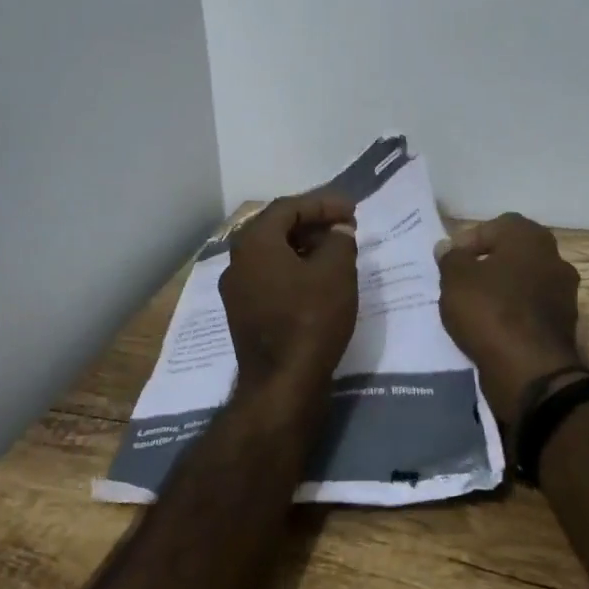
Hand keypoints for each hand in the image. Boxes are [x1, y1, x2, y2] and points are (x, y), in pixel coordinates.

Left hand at [219, 192, 359, 404]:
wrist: (282, 385)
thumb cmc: (310, 319)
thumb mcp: (336, 272)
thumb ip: (339, 241)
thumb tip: (338, 231)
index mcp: (254, 242)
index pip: (288, 208)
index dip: (322, 204)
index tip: (351, 210)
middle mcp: (237, 261)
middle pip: (276, 228)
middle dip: (312, 223)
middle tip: (344, 227)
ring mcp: (236, 290)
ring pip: (272, 254)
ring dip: (304, 247)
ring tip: (336, 252)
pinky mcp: (243, 314)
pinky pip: (270, 278)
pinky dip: (294, 270)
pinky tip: (318, 280)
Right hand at [436, 213, 583, 423]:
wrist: (531, 373)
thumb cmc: (491, 312)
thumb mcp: (455, 279)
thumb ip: (450, 258)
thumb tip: (448, 248)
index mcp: (531, 239)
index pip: (495, 226)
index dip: (469, 241)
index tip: (450, 262)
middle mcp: (554, 259)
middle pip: (511, 254)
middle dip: (485, 266)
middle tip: (459, 283)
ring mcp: (563, 294)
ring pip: (521, 283)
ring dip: (499, 292)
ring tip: (471, 309)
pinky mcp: (563, 326)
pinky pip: (529, 311)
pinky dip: (511, 315)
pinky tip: (490, 330)